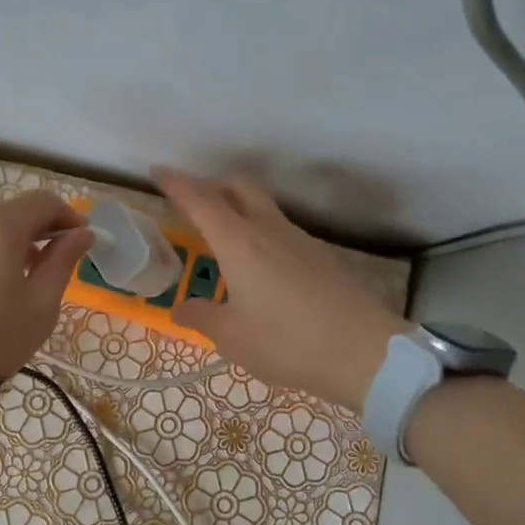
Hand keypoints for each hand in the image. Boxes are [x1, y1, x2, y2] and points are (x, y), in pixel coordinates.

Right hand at [155, 169, 405, 413]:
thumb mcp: (232, 337)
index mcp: (240, 243)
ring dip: (240, 210)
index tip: (159, 171)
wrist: (366, 353)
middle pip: (240, 186)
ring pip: (264, 207)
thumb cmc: (287, 342)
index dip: (177, 183)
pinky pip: (283, 232)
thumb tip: (181, 307)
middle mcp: (270, 230)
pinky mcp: (323, 257)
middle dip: (213, 184)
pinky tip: (261, 270)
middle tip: (193, 204)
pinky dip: (262, 235)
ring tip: (224, 241)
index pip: (201, 200)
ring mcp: (301, 240)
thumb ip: (201, 317)